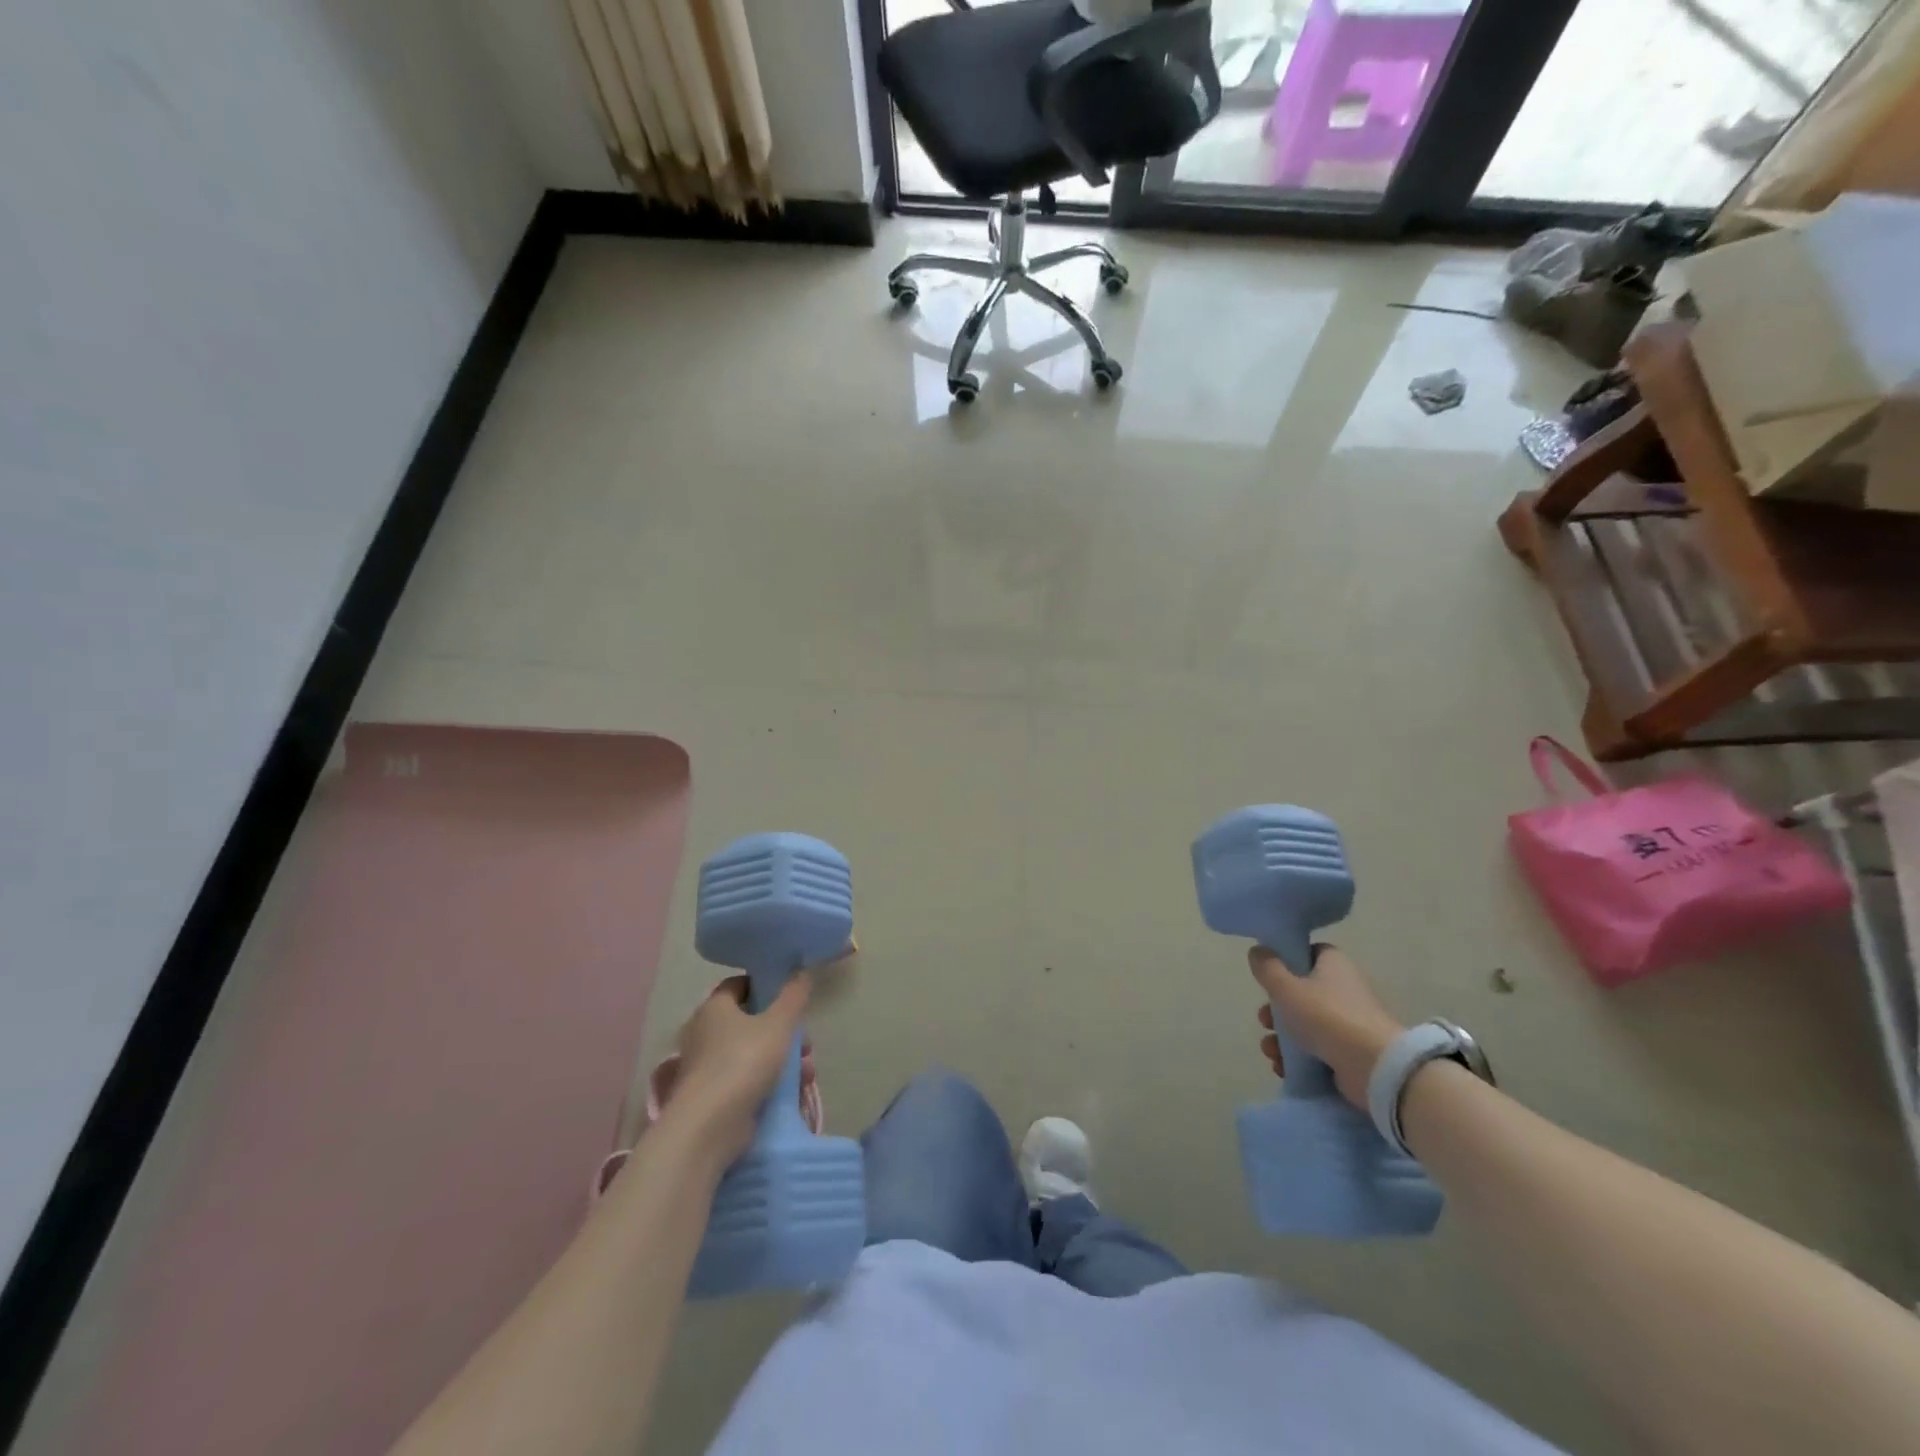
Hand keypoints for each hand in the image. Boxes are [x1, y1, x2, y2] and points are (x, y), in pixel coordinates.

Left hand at [664, 974, 811, 1163]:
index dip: (766, 987)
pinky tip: (794, 1094)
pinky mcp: (714, 1096)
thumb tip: (802, 971)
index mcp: (714, 1008)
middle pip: (752, 1022)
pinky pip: (747, 1080)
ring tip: (807, 1073)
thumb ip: (794, 996)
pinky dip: (770, 1083)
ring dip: (784, 1060)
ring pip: (753, 1053)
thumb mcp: (779, 1023)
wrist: (708, 1128)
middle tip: (806, 1043)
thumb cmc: (743, 1062)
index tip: (791, 998)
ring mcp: (708, 1067)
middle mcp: (705, 1033)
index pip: (740, 985)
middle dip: (785, 1032)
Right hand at [1250, 944, 1403, 1109]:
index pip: (1308, 953)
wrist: (1373, 1068)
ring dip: (1282, 1038)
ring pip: (1304, 1024)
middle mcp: (1343, 990)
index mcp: (1334, 965)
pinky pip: (1316, 1050)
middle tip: (1264, 1021)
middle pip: (1300, 993)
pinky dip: (1297, 1059)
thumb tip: (1257, 951)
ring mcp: (1348, 1023)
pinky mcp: (1349, 1052)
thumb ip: (1267, 968)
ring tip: (1271, 1051)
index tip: (1268, 975)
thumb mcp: (1286, 987)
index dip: (1286, 961)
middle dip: (1276, 1010)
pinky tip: (1282, 1067)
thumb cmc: (1326, 1016)